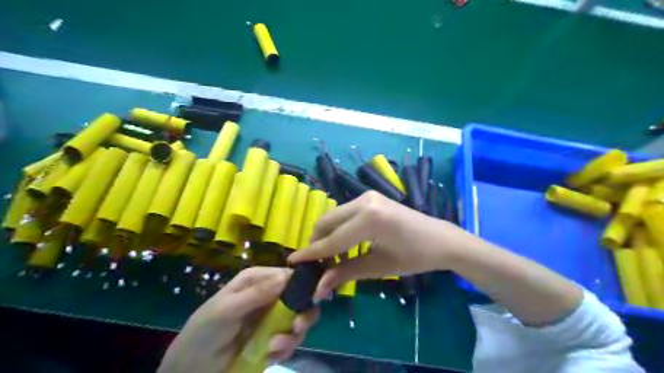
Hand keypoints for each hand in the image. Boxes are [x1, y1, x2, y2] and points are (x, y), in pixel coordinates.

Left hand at [157, 266, 318, 371]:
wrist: (191, 368)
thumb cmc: (205, 330)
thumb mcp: (227, 309)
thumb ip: (256, 293)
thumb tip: (286, 276)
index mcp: (257, 280)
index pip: (288, 275)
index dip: (302, 285)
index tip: (312, 299)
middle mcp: (269, 295)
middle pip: (300, 298)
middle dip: (303, 314)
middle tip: (297, 327)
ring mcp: (272, 318)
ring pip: (298, 320)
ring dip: (292, 335)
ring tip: (275, 347)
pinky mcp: (273, 338)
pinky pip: (290, 340)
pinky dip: (285, 348)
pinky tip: (271, 355)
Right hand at [288, 191, 468, 300]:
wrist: (441, 239)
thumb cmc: (415, 256)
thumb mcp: (378, 267)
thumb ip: (345, 274)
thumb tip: (317, 289)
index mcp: (369, 218)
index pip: (332, 240)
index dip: (311, 253)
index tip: (291, 263)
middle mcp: (364, 201)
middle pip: (326, 222)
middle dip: (316, 243)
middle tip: (315, 265)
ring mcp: (367, 196)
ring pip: (334, 216)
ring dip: (327, 236)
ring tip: (330, 259)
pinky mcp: (370, 198)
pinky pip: (345, 214)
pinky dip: (339, 229)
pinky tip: (343, 246)